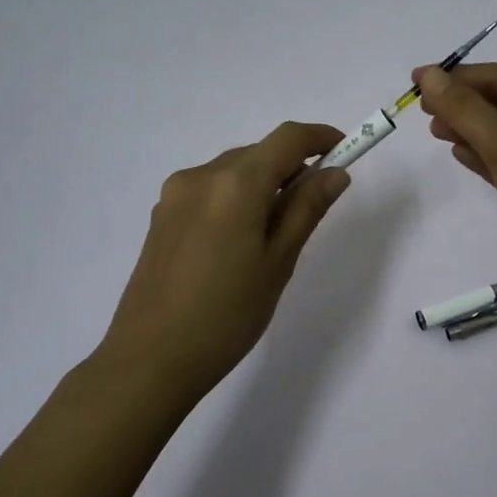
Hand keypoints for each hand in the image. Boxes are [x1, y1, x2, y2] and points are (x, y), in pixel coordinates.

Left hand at [98, 121, 352, 400]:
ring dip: (263, 183)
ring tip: (276, 232)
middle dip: (292, 166)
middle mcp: (202, 175)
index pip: (288, 138)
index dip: (321, 137)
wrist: (150, 359)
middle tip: (316, 205)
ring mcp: (176, 194)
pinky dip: (236, 198)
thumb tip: (336, 173)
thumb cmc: (227, 314)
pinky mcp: (162, 216)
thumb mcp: (278, 262)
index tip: (346, 151)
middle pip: (259, 152)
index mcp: (236, 183)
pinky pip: (210, 190)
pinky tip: (239, 241)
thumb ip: (307, 209)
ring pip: (233, 171)